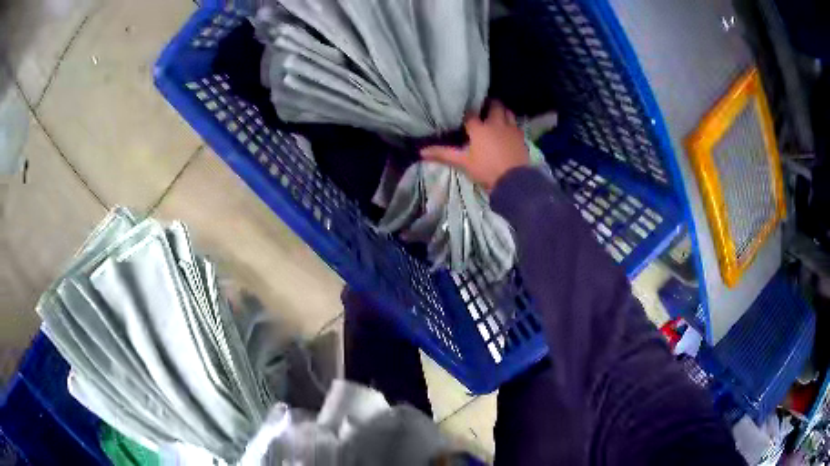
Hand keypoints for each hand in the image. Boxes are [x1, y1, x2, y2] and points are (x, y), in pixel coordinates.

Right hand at [421, 101, 528, 190]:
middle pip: (494, 106)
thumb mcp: (463, 163)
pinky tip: (508, 128)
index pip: (471, 114)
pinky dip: (511, 122)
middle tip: (483, 107)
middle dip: (488, 104)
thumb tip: (421, 151)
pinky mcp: (521, 136)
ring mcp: (510, 128)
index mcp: (479, 128)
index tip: (464, 113)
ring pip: (507, 112)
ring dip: (502, 111)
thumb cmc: (486, 170)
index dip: (467, 112)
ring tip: (496, 115)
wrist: (513, 180)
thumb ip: (443, 154)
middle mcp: (495, 123)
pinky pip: (516, 124)